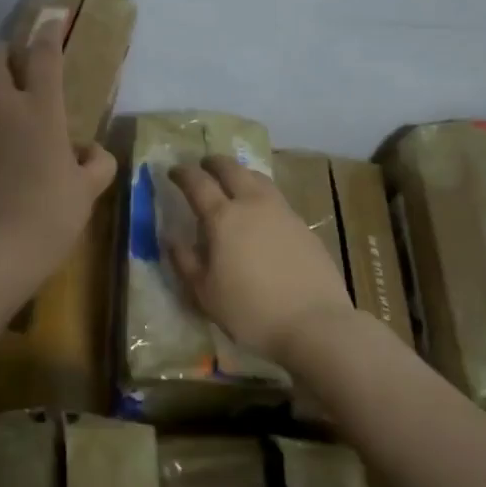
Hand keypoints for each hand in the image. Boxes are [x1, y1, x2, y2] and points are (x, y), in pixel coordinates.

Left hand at [0, 30, 118, 283]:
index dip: (48, 33)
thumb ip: (97, 163)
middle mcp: (2, 109)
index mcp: (41, 111)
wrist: (0, 248)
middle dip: (1, 53)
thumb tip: (93, 152)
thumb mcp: (88, 190)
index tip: (51, 20)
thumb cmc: (53, 215)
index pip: (44, 57)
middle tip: (9, 58)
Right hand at [167, 156, 355, 361]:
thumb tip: (170, 238)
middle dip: (214, 163)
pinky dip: (261, 194)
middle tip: (203, 165)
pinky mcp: (303, 226)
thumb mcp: (205, 293)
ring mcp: (282, 212)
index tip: (173, 171)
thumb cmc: (251, 311)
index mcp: (223, 218)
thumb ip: (185, 261)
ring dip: (241, 173)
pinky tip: (261, 213)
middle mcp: (252, 205)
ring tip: (234, 181)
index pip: (197, 183)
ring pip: (258, 178)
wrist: (315, 324)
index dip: (183, 173)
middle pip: (231, 169)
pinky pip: (276, 198)